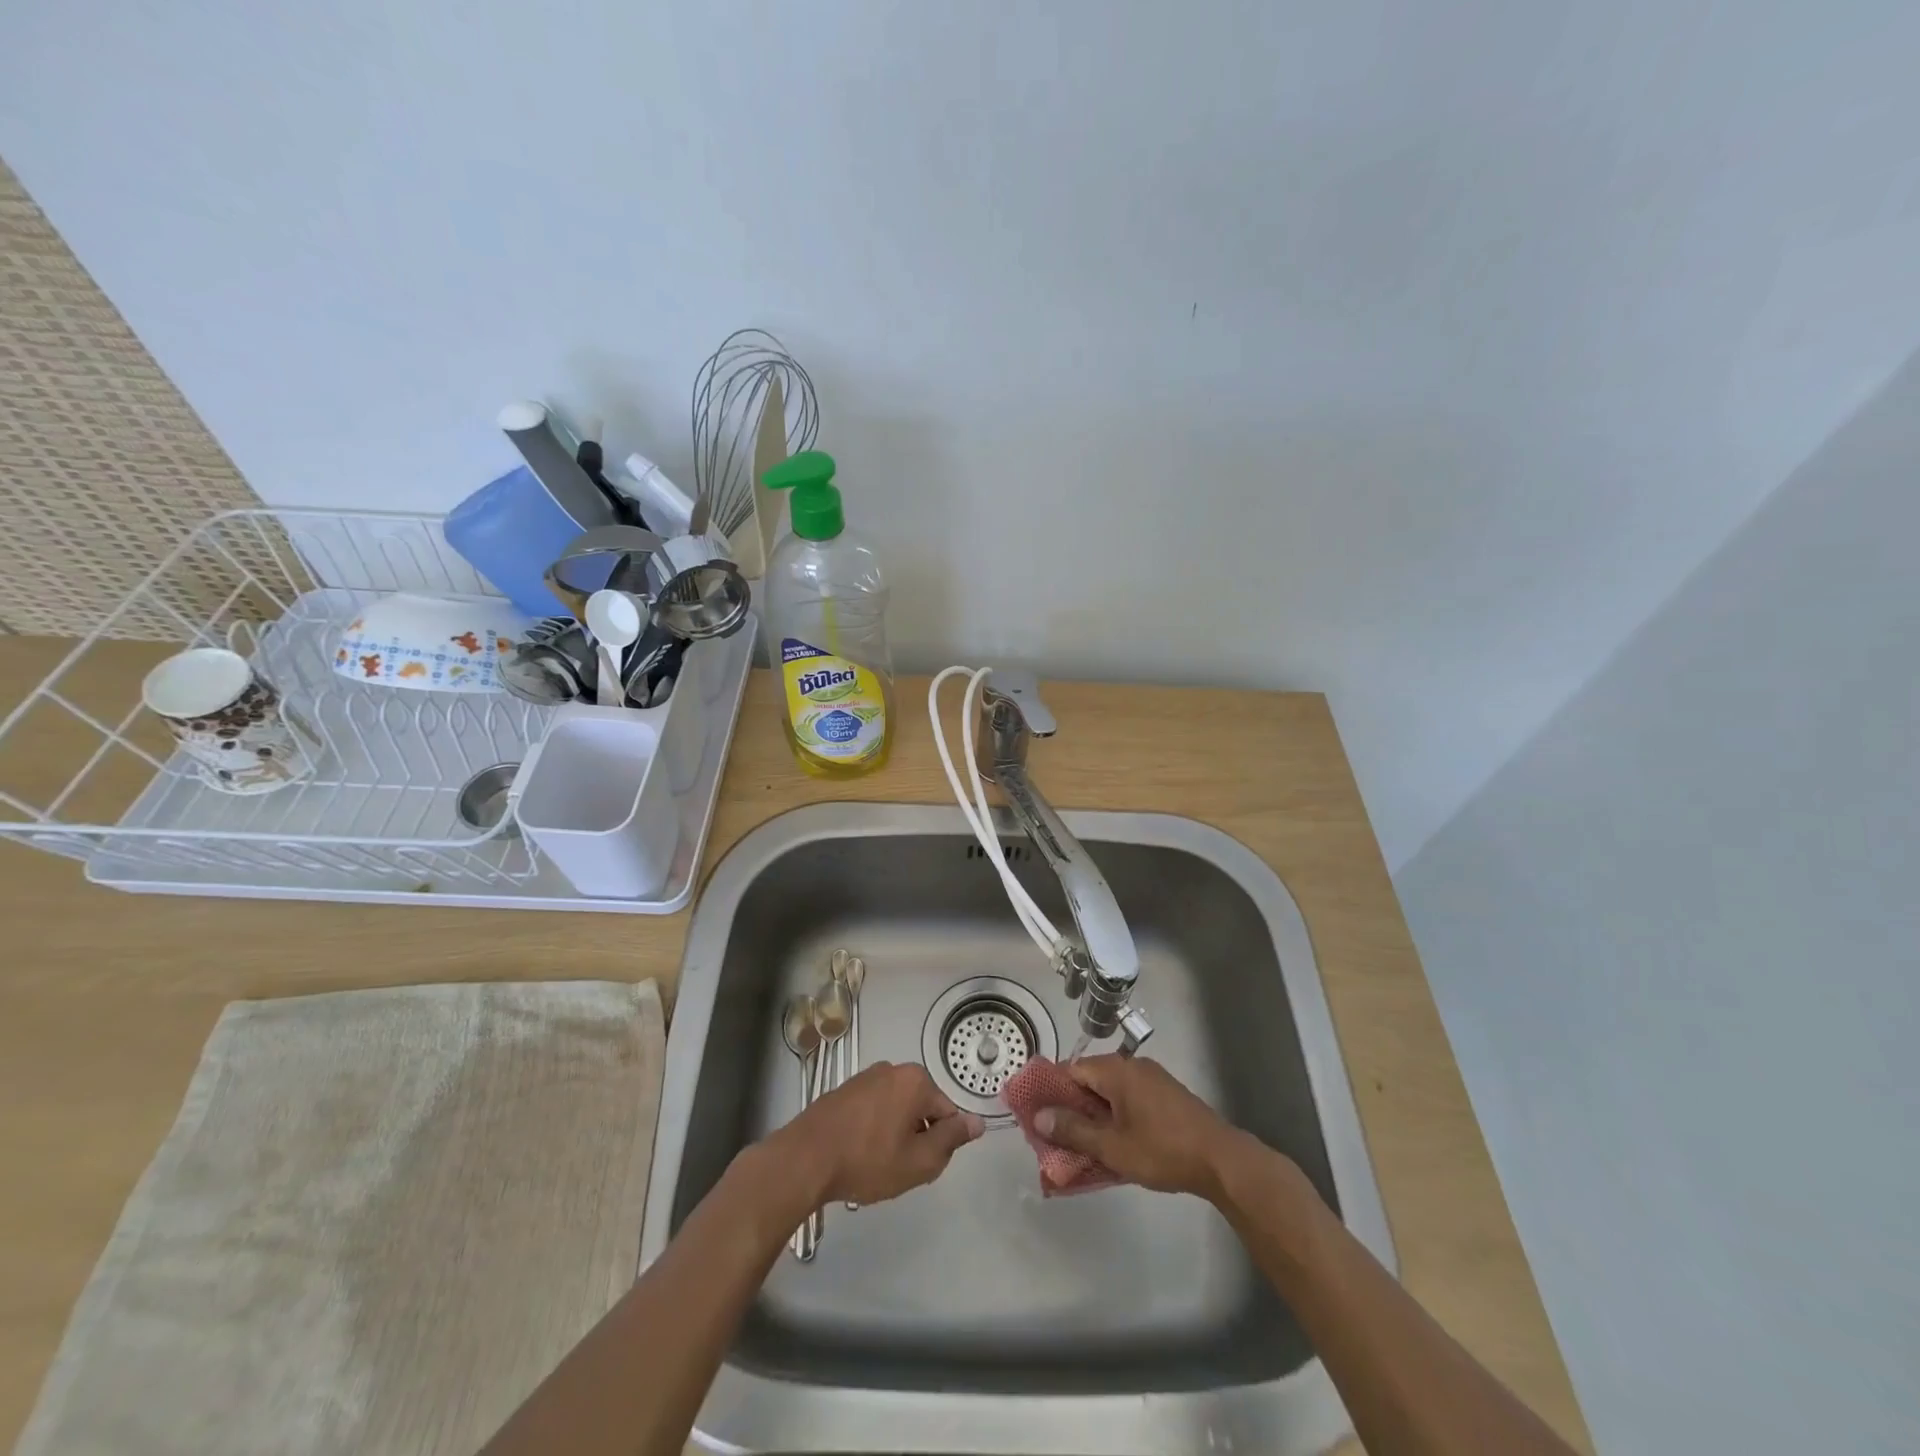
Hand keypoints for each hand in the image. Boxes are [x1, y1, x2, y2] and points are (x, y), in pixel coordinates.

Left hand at [773, 1061, 984, 1206]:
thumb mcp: (918, 1161)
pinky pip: (873, 1109)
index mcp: (916, 1081)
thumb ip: (952, 1140)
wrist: (806, 1158)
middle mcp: (893, 1069)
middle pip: (921, 1108)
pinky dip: (872, 1130)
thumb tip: (977, 1122)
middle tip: (898, 1168)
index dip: (939, 1145)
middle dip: (916, 1138)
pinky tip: (857, 1154)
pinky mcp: (845, 1090)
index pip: (947, 1113)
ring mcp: (866, 1077)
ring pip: (896, 1110)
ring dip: (893, 1135)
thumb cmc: (867, 1160)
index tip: (918, 1166)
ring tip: (874, 1164)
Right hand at [1031, 1055, 1239, 1197]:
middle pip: (1090, 1079)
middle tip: (1058, 1136)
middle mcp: (1132, 1066)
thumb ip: (1074, 1131)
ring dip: (1095, 1114)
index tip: (1040, 1116)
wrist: (1221, 1161)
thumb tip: (1039, 1117)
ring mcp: (1152, 1079)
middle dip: (1073, 1107)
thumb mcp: (1112, 1146)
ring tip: (1083, 1145)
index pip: (1071, 1069)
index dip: (1052, 1091)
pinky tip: (1115, 1142)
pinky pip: (1129, 1099)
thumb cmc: (1162, 1150)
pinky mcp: (1165, 1095)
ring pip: (1110, 1091)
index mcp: (1116, 1070)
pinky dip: (1116, 1116)